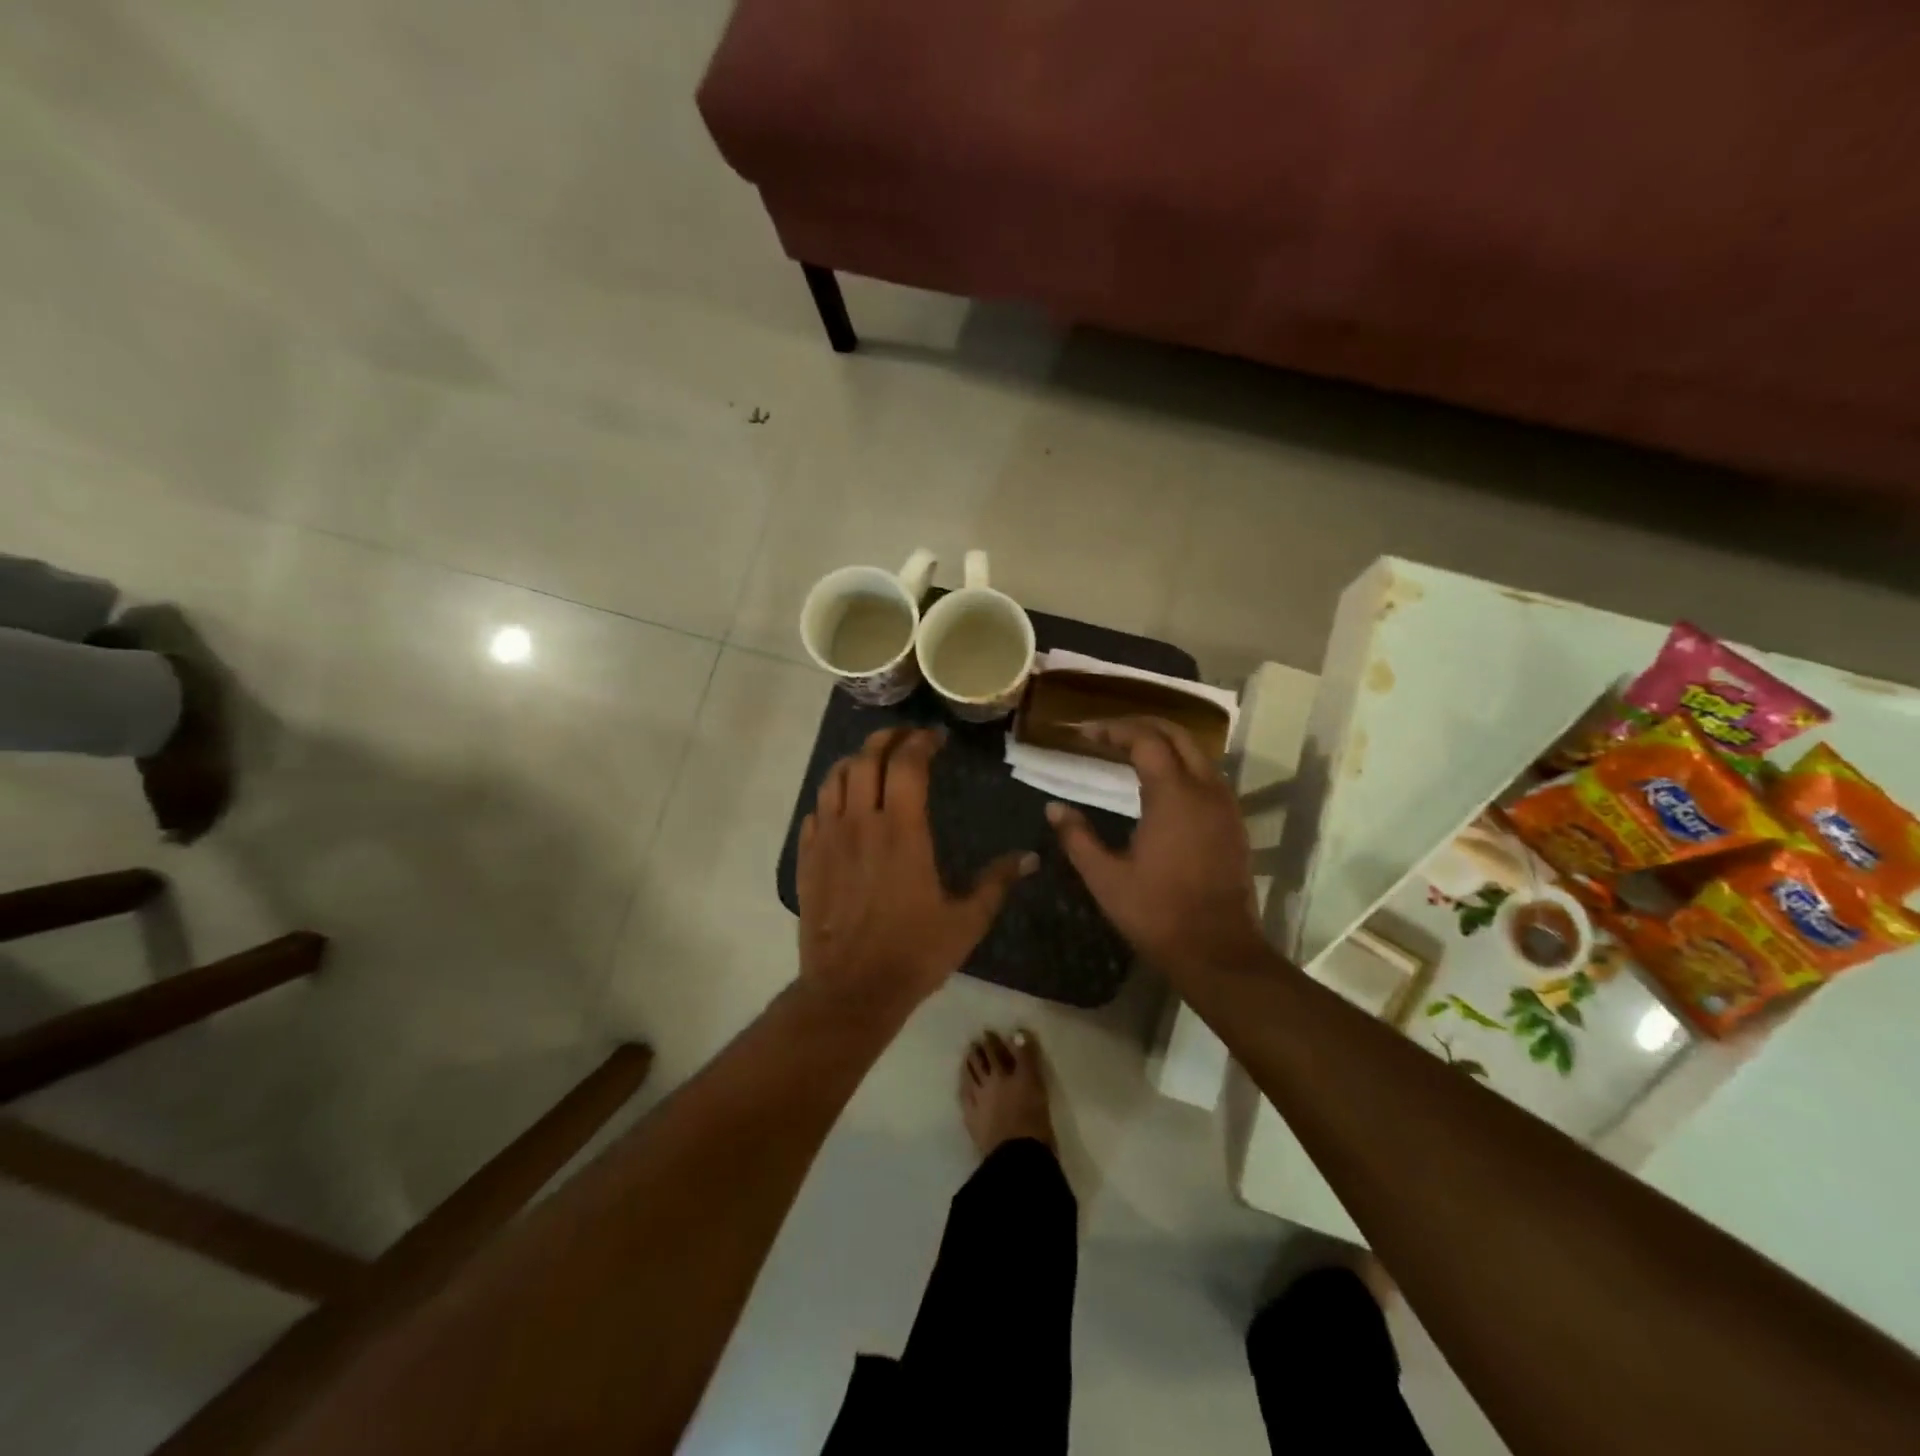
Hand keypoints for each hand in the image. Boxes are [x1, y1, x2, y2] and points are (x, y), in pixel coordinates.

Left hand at [797, 727, 1034, 1014]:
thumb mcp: (966, 921)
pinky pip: (815, 811)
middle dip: (887, 738)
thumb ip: (997, 882)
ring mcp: (828, 839)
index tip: (935, 739)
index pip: (907, 764)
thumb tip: (1030, 857)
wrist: (850, 991)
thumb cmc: (914, 954)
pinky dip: (831, 796)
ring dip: (854, 761)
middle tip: (906, 738)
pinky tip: (844, 806)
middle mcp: (861, 823)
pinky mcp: (808, 859)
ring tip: (873, 762)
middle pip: (866, 758)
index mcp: (902, 831)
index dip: (921, 742)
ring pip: (834, 778)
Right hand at [1047, 718, 1266, 980]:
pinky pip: (1208, 775)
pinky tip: (1160, 784)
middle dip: (1141, 725)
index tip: (1085, 733)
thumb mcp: (1105, 878)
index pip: (1145, 739)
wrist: (1218, 951)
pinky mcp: (1234, 823)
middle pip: (1177, 734)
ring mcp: (1225, 806)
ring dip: (1164, 742)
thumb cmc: (1157, 913)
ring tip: (1129, 751)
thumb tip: (1053, 808)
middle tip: (1107, 733)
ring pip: (1197, 753)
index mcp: (1173, 796)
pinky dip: (1182, 764)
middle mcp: (1205, 790)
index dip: (1113, 730)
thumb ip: (1077, 838)